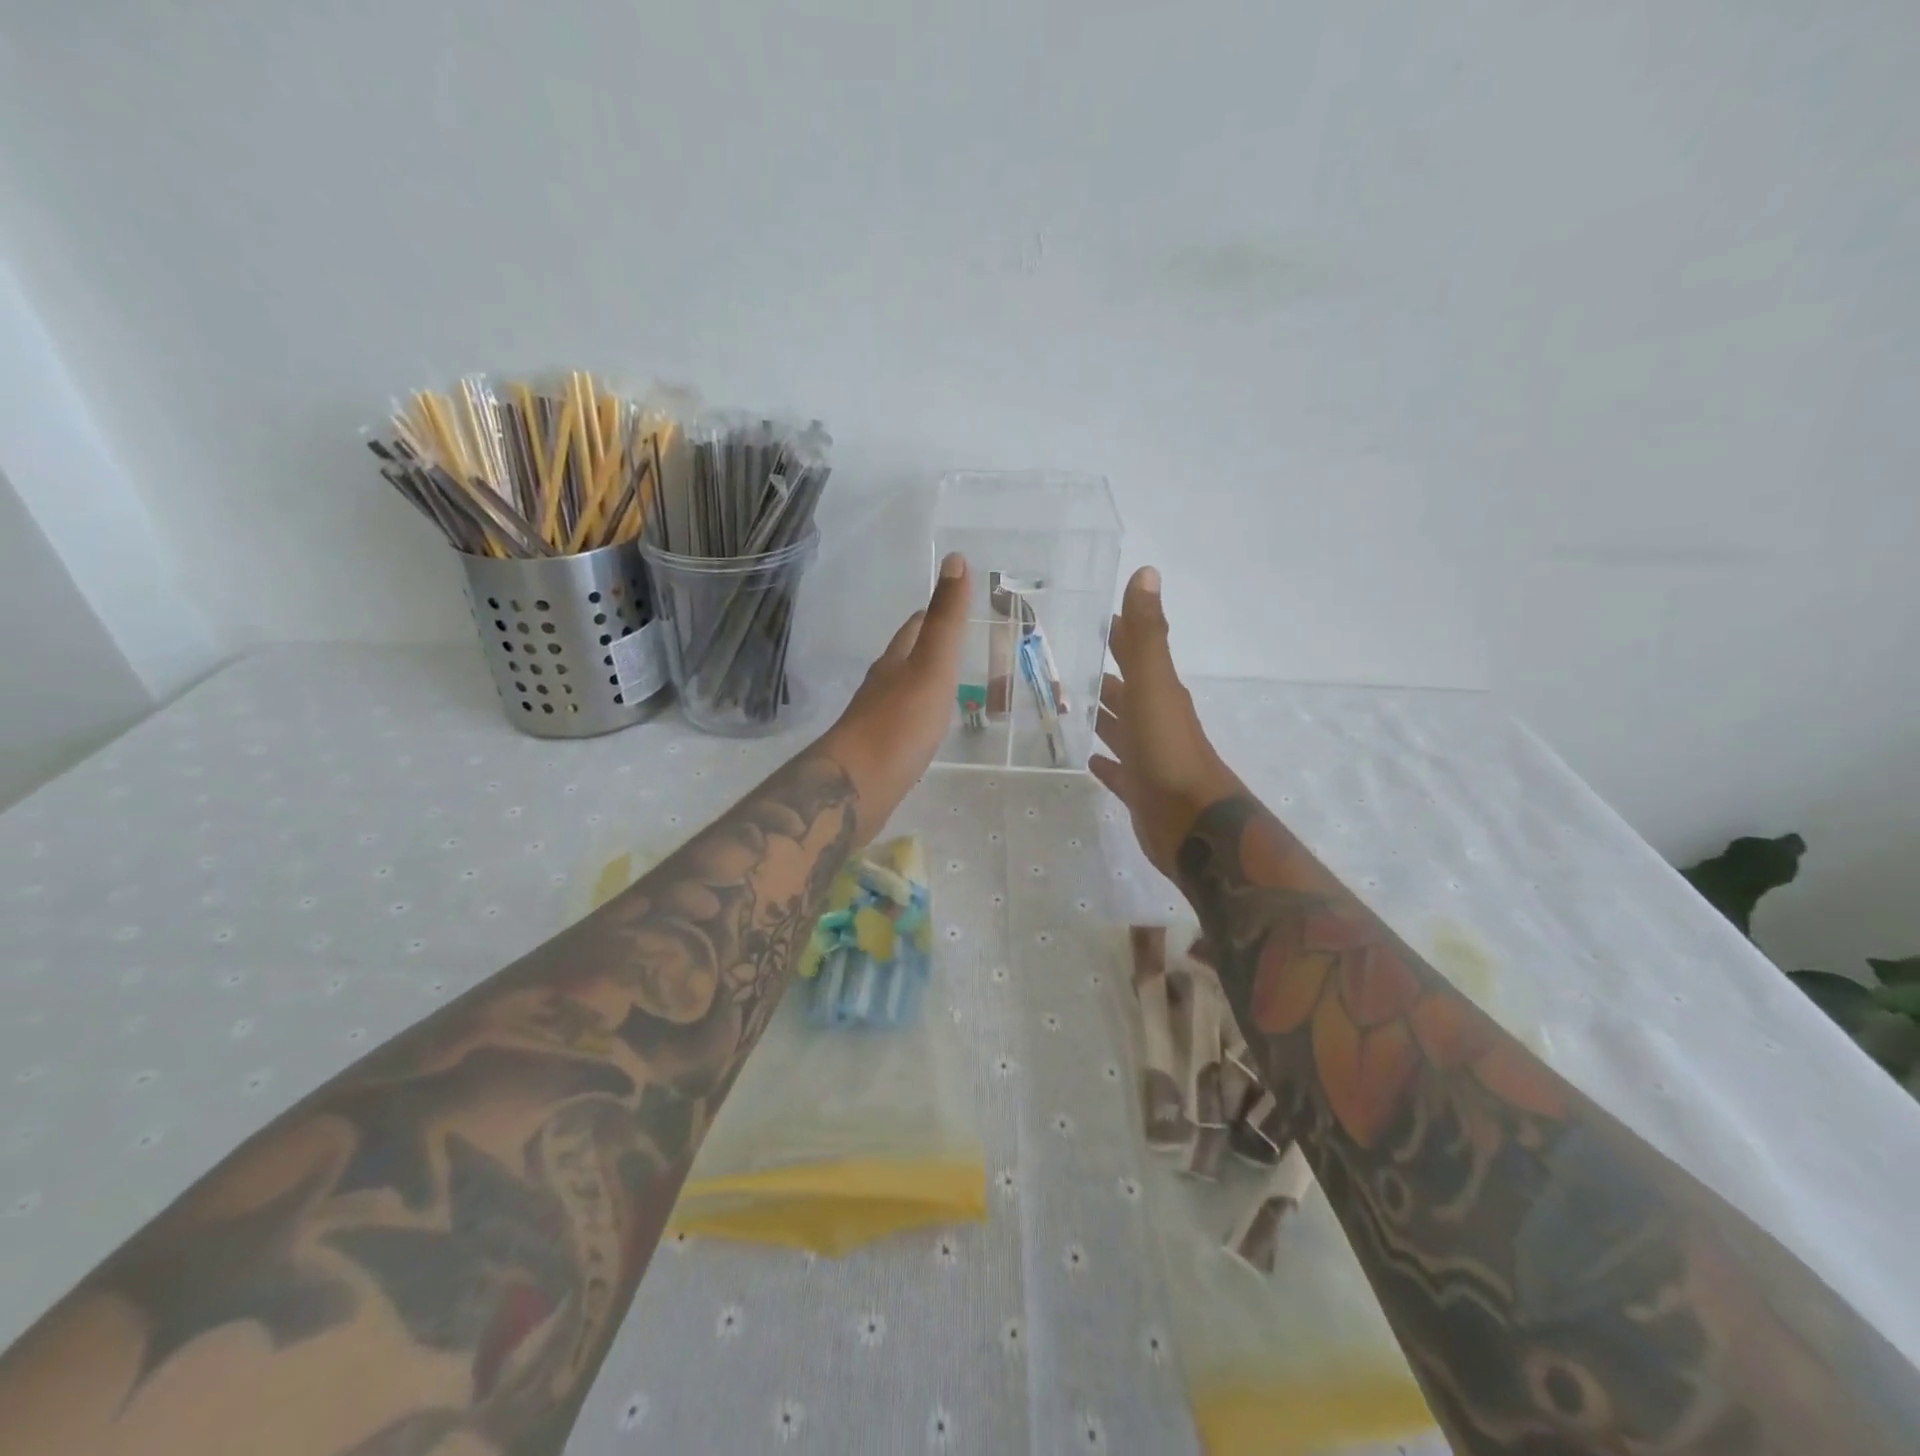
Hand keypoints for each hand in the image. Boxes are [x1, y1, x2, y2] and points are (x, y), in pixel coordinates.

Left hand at [816, 552, 970, 841]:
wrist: (857, 787)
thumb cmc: (899, 724)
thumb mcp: (932, 666)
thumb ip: (946, 619)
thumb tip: (954, 558)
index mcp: (895, 661)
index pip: (914, 627)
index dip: (934, 615)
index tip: (956, 609)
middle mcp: (882, 686)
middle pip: (905, 658)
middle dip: (928, 648)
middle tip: (959, 648)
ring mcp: (877, 720)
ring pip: (902, 691)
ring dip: (923, 684)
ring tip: (949, 686)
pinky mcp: (878, 752)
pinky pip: (902, 725)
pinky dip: (918, 717)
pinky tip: (927, 730)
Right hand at [1091, 567, 1241, 879]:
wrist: (1195, 825)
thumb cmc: (1170, 752)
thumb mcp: (1154, 686)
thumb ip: (1145, 635)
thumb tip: (1146, 572)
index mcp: (1157, 692)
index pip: (1132, 651)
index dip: (1113, 632)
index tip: (1083, 616)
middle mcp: (1154, 719)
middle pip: (1122, 690)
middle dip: (1098, 675)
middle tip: (1057, 662)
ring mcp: (1147, 756)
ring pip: (1119, 728)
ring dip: (1100, 716)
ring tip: (1064, 705)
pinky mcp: (1140, 789)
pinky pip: (1117, 770)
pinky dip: (1104, 762)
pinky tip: (1086, 759)